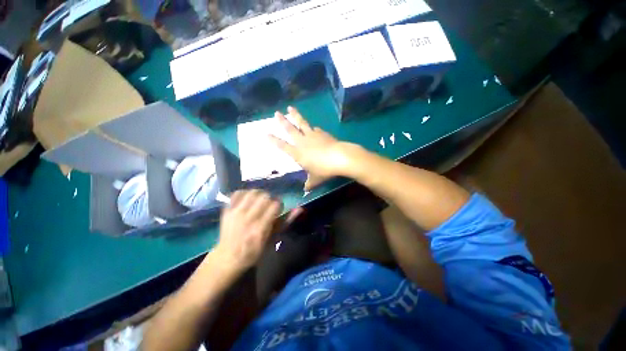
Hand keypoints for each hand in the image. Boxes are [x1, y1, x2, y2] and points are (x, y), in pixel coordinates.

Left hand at [214, 190, 281, 272]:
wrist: (229, 257)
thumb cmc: (253, 253)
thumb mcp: (271, 241)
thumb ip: (284, 223)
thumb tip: (299, 209)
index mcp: (261, 228)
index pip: (275, 205)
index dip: (279, 205)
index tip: (277, 210)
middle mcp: (248, 217)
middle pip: (264, 196)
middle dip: (269, 199)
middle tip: (267, 206)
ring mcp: (236, 212)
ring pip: (251, 192)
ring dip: (257, 195)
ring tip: (257, 202)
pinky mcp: (227, 210)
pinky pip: (237, 193)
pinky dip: (244, 194)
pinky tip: (246, 201)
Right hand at [269, 106, 356, 190]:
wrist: (340, 157)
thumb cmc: (324, 170)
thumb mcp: (315, 179)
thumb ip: (309, 183)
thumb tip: (306, 190)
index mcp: (297, 153)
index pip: (282, 146)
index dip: (273, 140)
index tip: (265, 134)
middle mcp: (302, 142)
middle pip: (290, 129)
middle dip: (282, 121)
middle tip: (276, 113)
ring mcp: (313, 135)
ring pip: (302, 123)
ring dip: (295, 115)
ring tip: (290, 108)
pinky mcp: (323, 133)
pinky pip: (315, 129)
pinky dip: (312, 128)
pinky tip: (313, 128)